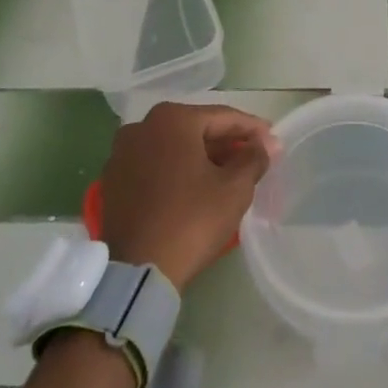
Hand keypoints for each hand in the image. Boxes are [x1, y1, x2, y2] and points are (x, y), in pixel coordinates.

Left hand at [100, 102, 272, 289]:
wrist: (138, 270)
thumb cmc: (192, 219)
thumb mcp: (234, 188)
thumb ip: (254, 158)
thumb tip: (266, 144)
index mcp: (171, 119)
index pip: (223, 117)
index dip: (252, 129)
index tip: (273, 141)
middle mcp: (142, 126)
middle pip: (196, 129)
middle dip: (226, 142)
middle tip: (254, 157)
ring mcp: (122, 153)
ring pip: (174, 147)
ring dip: (202, 156)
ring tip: (230, 173)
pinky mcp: (114, 181)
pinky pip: (155, 165)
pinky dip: (178, 170)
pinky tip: (197, 186)